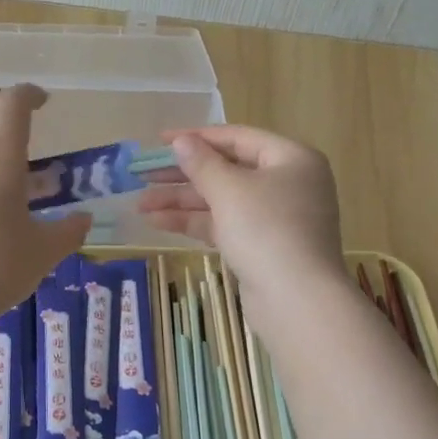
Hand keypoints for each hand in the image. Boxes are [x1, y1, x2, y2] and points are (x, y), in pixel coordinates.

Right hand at [136, 125, 345, 300]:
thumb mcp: (229, 190)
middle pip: (227, 169)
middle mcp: (287, 183)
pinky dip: (194, 222)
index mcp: (291, 158)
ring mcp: (275, 218)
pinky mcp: (262, 247)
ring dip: (181, 201)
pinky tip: (158, 223)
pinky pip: (224, 224)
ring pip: (222, 200)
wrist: (297, 301)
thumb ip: (201, 163)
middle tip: (142, 174)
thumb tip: (181, 141)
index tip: (158, 141)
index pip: (236, 138)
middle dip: (183, 174)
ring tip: (140, 205)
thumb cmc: (266, 230)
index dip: (195, 137)